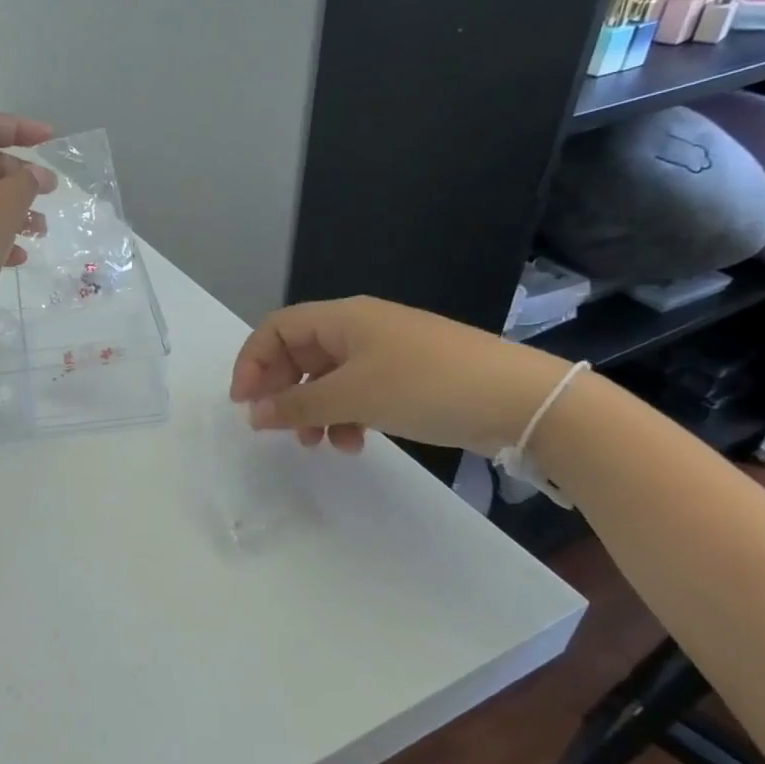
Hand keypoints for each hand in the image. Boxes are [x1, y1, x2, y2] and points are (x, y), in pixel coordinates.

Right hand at [229, 297, 573, 454]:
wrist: (520, 399)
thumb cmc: (426, 386)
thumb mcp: (353, 396)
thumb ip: (297, 404)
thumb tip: (252, 413)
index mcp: (342, 318)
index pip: (276, 329)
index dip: (252, 362)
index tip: (244, 404)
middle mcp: (358, 328)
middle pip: (299, 353)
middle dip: (282, 390)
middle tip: (275, 427)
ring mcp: (385, 352)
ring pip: (327, 377)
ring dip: (313, 409)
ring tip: (317, 444)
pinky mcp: (406, 377)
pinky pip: (357, 391)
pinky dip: (345, 414)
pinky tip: (354, 441)